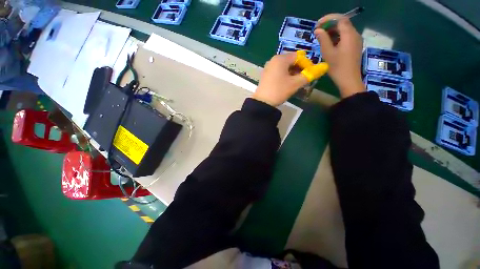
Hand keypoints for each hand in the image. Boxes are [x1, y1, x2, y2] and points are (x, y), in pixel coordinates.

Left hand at [253, 53, 308, 106]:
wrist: (262, 102)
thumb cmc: (279, 91)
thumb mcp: (295, 83)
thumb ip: (309, 75)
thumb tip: (323, 67)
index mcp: (280, 59)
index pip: (299, 56)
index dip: (307, 64)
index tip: (311, 74)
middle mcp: (273, 60)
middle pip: (291, 60)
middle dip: (300, 69)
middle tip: (304, 79)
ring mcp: (268, 67)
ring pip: (285, 66)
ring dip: (293, 73)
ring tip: (296, 82)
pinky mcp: (266, 74)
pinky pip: (278, 71)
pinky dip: (285, 75)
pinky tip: (287, 83)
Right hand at [314, 14, 364, 97]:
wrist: (349, 79)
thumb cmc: (337, 67)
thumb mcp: (328, 53)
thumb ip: (323, 39)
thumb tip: (318, 30)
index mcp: (349, 34)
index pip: (340, 19)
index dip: (328, 19)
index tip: (317, 24)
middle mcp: (355, 34)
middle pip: (342, 23)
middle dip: (329, 25)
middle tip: (318, 32)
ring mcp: (356, 40)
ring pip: (344, 30)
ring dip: (332, 31)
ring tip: (321, 38)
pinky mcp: (355, 46)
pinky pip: (346, 37)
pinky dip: (337, 37)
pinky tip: (329, 43)